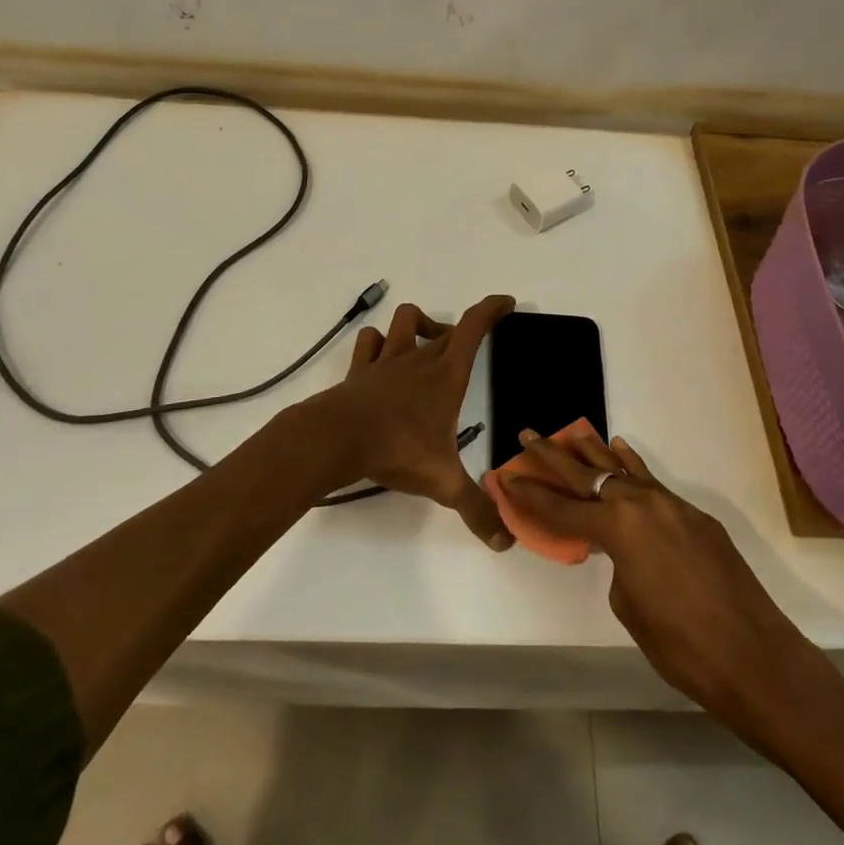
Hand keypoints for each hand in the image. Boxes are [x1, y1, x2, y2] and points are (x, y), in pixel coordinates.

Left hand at [300, 295, 515, 550]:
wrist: (337, 439)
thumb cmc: (397, 450)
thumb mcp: (443, 482)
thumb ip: (476, 509)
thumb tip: (505, 542)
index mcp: (446, 374)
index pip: (474, 327)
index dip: (492, 309)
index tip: (506, 303)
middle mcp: (419, 358)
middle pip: (445, 326)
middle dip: (461, 330)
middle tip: (468, 348)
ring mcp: (386, 360)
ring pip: (404, 319)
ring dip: (418, 325)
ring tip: (425, 346)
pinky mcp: (359, 370)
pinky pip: (369, 341)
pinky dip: (378, 342)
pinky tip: (382, 358)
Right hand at [500, 430, 808, 727]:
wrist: (756, 658)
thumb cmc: (682, 647)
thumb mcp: (630, 607)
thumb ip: (617, 566)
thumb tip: (622, 551)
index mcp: (618, 529)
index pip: (561, 510)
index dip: (530, 496)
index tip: (506, 477)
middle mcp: (642, 504)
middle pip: (587, 475)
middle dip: (553, 457)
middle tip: (528, 436)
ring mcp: (672, 506)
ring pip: (622, 470)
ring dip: (594, 453)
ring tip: (570, 433)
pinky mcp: (695, 516)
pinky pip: (653, 483)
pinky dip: (632, 467)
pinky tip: (621, 451)